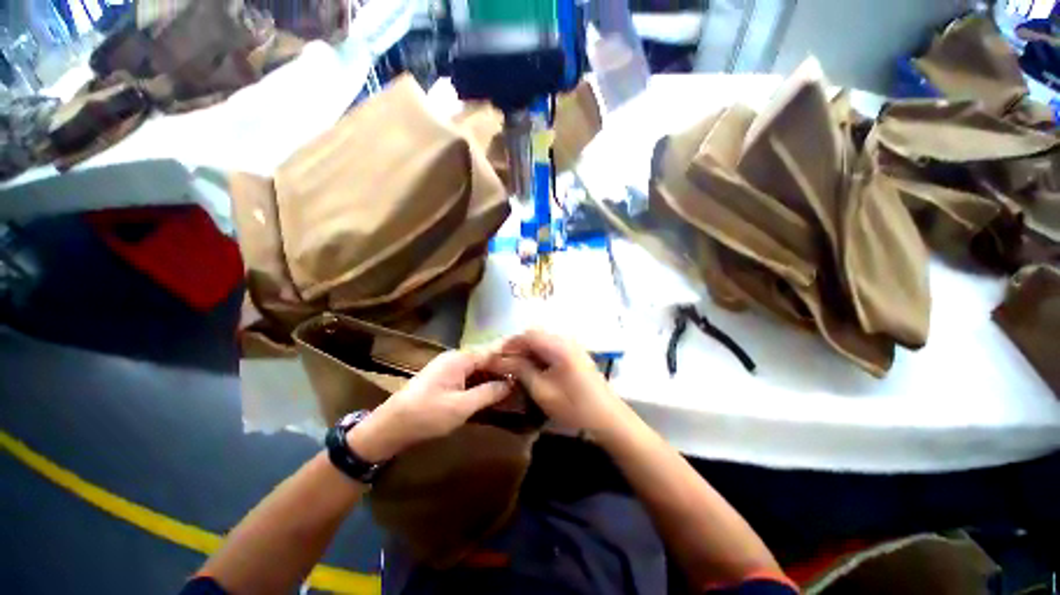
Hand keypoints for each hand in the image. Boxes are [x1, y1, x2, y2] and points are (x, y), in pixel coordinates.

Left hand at [347, 350, 511, 462]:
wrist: (390, 426)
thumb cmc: (427, 415)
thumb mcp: (461, 407)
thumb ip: (488, 393)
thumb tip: (510, 383)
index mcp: (460, 359)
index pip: (492, 351)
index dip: (510, 354)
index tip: (529, 357)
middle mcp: (455, 358)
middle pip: (486, 358)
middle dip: (504, 366)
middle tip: (525, 374)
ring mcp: (449, 367)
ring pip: (479, 367)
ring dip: (494, 375)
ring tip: (515, 382)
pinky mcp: (445, 377)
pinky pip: (470, 375)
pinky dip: (482, 381)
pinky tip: (493, 390)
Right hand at [485, 330, 628, 433]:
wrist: (608, 417)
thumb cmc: (573, 406)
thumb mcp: (542, 390)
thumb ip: (520, 370)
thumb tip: (500, 360)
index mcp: (558, 345)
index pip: (527, 335)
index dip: (509, 344)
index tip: (496, 357)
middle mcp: (566, 339)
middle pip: (535, 335)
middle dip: (518, 347)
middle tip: (504, 363)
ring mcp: (573, 345)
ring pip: (543, 340)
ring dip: (528, 350)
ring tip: (516, 367)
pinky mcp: (575, 354)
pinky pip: (552, 347)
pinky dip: (539, 354)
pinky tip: (533, 368)